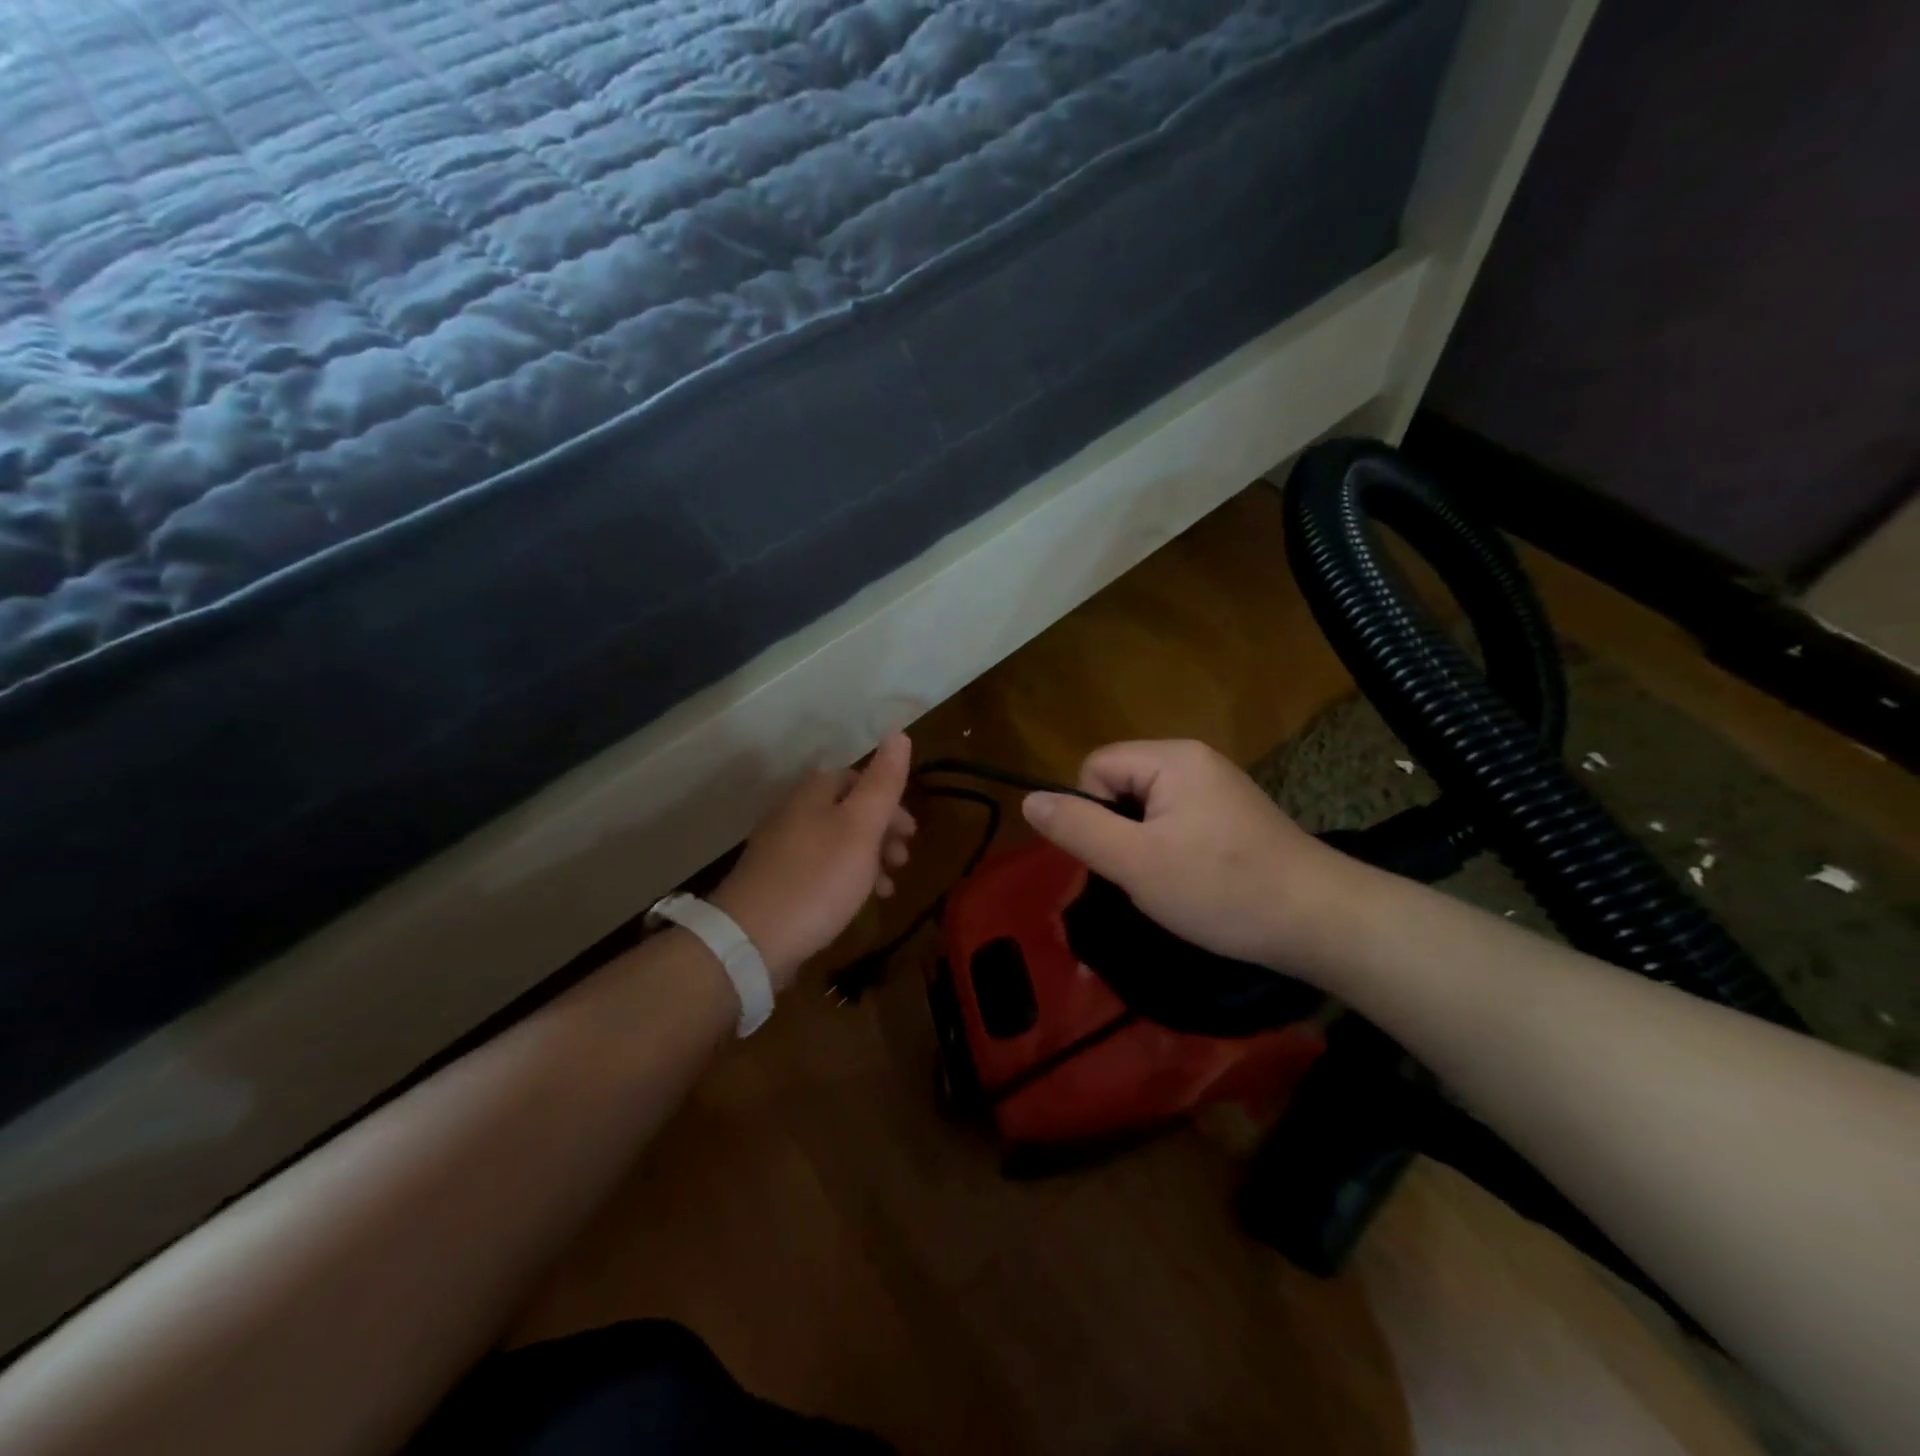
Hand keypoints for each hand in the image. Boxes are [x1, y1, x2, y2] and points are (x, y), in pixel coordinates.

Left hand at [709, 733, 915, 991]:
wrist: (750, 941)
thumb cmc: (817, 879)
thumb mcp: (861, 827)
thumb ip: (883, 782)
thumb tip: (899, 733)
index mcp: (813, 794)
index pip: (856, 778)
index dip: (889, 800)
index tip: (911, 832)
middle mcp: (793, 814)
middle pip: (846, 811)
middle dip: (881, 832)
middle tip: (903, 861)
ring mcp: (780, 851)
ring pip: (835, 843)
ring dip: (867, 859)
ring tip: (887, 889)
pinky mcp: (774, 884)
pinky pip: (819, 871)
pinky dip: (844, 880)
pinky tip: (853, 905)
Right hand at [1021, 739, 1347, 972]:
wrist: (1321, 921)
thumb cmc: (1222, 888)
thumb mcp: (1136, 862)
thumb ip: (1079, 828)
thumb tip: (1030, 800)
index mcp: (1172, 758)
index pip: (1096, 766)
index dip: (1092, 812)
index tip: (1120, 856)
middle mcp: (1195, 760)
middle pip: (1121, 785)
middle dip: (1119, 832)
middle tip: (1144, 875)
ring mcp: (1218, 788)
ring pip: (1147, 808)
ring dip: (1144, 846)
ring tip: (1170, 883)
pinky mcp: (1233, 816)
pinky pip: (1177, 821)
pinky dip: (1172, 850)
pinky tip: (1195, 881)